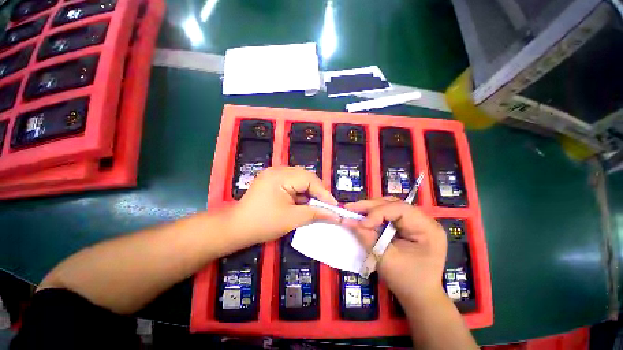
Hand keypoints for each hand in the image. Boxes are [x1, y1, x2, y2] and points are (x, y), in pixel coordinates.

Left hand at [229, 166, 339, 246]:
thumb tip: (336, 215)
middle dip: (317, 191)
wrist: (236, 228)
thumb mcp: (292, 219)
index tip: (334, 206)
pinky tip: (302, 202)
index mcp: (281, 176)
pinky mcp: (272, 180)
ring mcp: (273, 173)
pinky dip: (300, 192)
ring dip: (309, 191)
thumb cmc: (263, 224)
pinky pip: (292, 182)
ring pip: (300, 179)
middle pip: (306, 177)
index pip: (310, 180)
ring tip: (315, 205)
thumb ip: (316, 214)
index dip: (324, 193)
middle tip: (326, 205)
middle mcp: (278, 170)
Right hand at [343, 197, 447, 304]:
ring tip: (355, 210)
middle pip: (393, 204)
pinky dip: (374, 214)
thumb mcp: (386, 260)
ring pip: (389, 205)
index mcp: (427, 228)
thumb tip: (348, 220)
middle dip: (370, 206)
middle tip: (350, 208)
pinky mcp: (407, 225)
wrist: (419, 296)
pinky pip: (388, 213)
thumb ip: (367, 238)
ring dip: (370, 208)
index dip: (377, 213)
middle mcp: (423, 220)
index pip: (400, 209)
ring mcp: (416, 221)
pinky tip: (364, 216)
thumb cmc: (407, 281)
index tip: (361, 223)